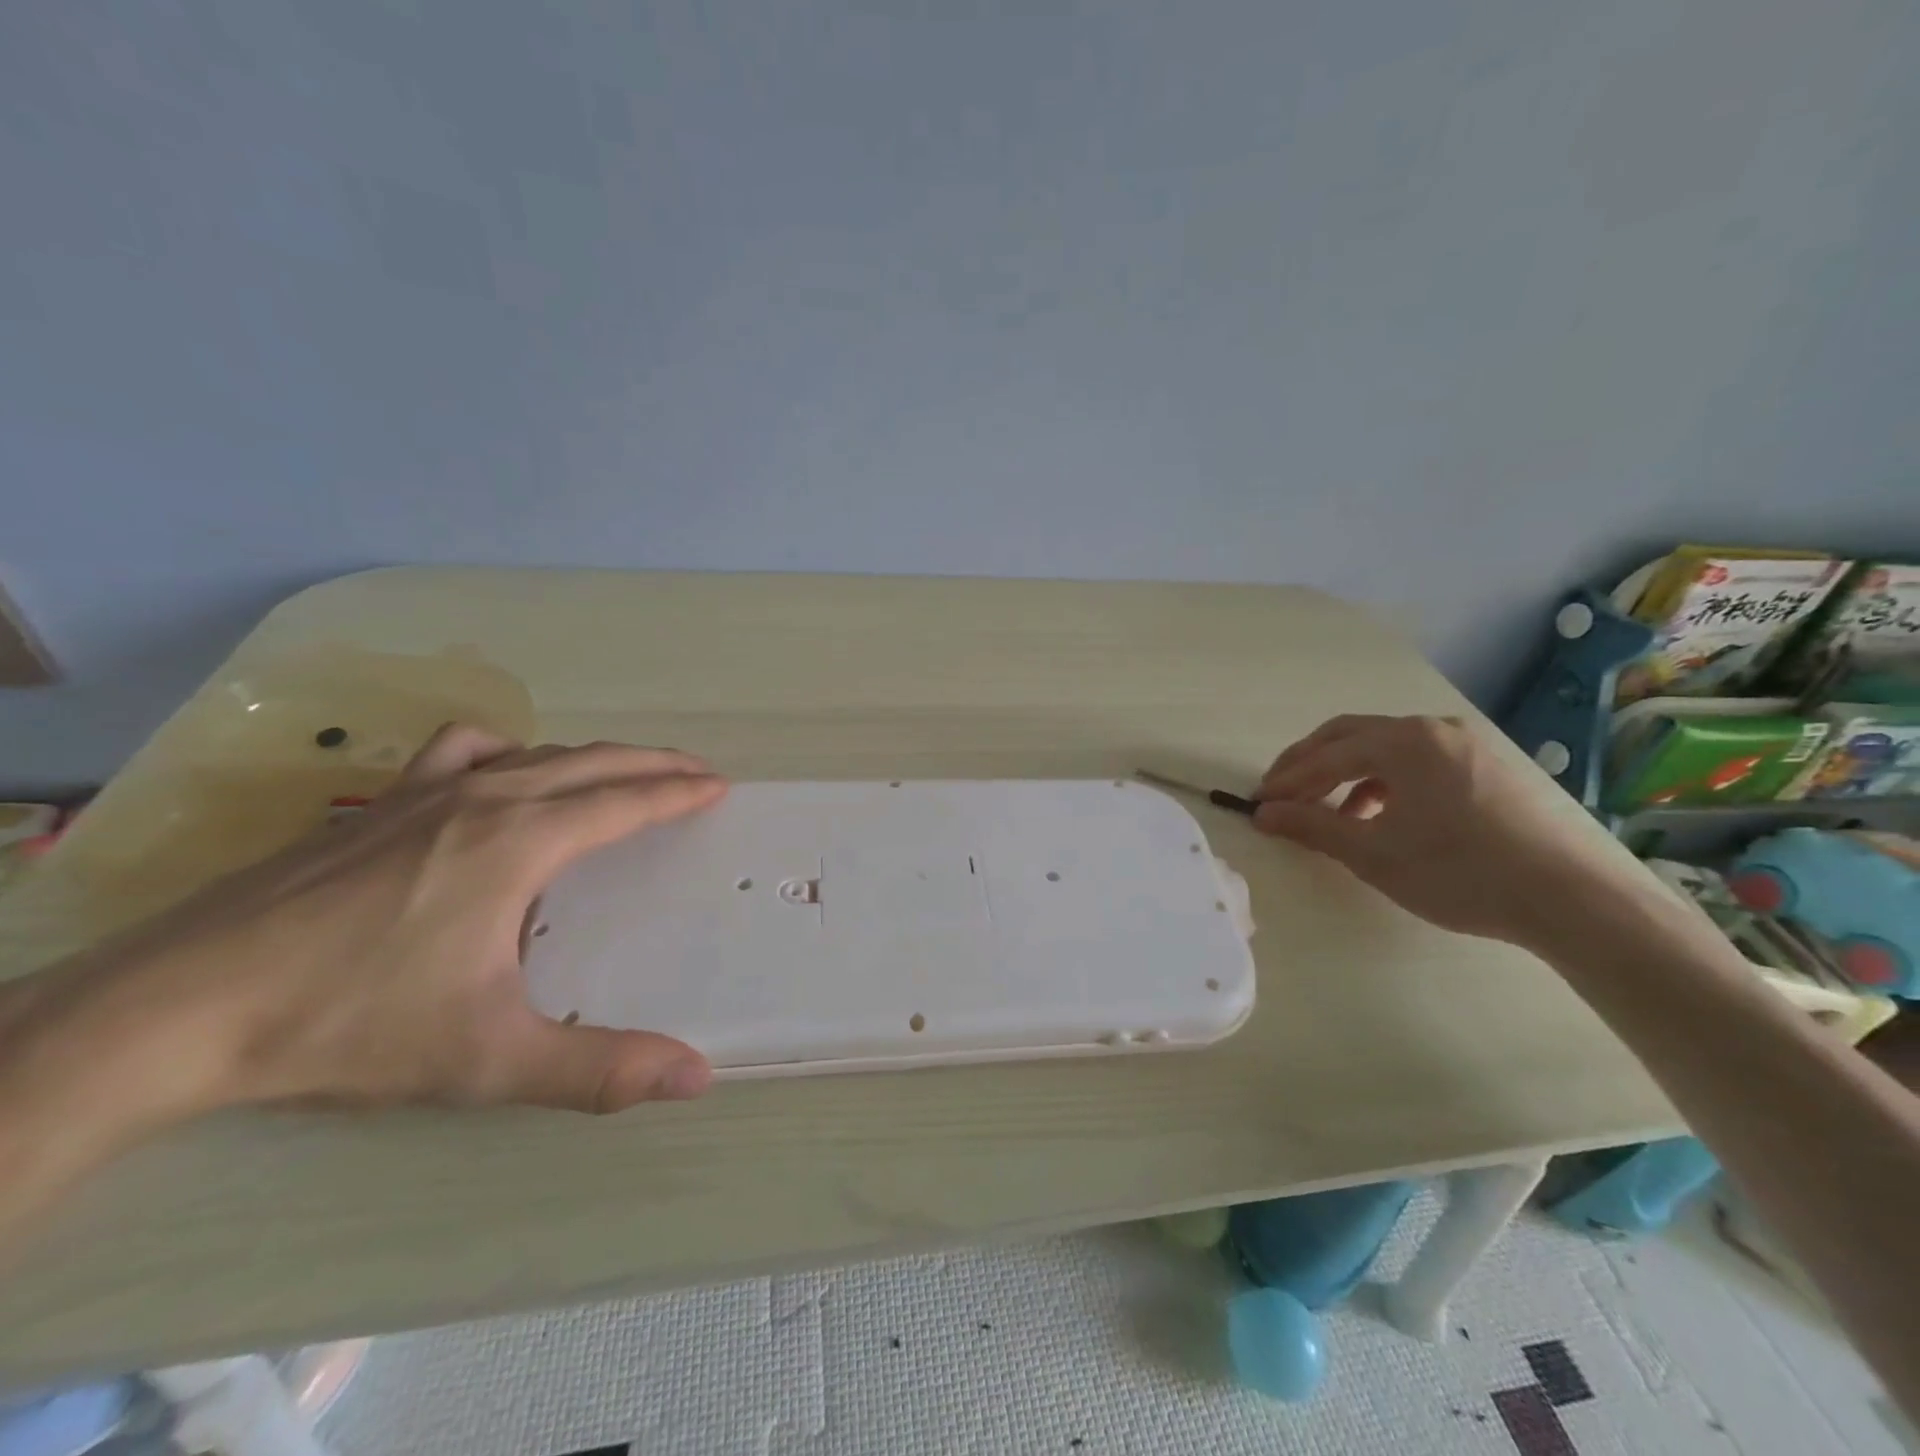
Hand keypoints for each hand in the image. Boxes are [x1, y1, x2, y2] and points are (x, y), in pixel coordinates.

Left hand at [3, 725, 727, 1126]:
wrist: (174, 1011)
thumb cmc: (349, 1025)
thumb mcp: (487, 1059)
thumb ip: (598, 1069)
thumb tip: (698, 1076)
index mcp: (520, 842)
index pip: (623, 801)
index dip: (677, 792)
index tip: (718, 787)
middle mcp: (483, 799)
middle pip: (590, 763)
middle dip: (653, 764)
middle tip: (696, 774)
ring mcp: (423, 794)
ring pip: (535, 753)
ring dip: (593, 758)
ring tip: (623, 775)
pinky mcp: (376, 805)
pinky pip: (463, 752)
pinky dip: (506, 751)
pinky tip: (502, 772)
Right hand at [1251, 714, 1637, 944]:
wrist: (1570, 899)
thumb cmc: (1458, 872)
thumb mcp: (1373, 853)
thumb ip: (1312, 826)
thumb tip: (1264, 813)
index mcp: (1402, 741)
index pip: (1325, 756)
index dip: (1286, 781)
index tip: (1258, 805)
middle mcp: (1431, 729)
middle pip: (1349, 736)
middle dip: (1308, 764)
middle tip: (1279, 794)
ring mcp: (1463, 744)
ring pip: (1383, 747)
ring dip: (1344, 772)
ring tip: (1325, 809)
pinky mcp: (1484, 766)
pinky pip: (1415, 761)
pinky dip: (1382, 780)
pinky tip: (1379, 814)